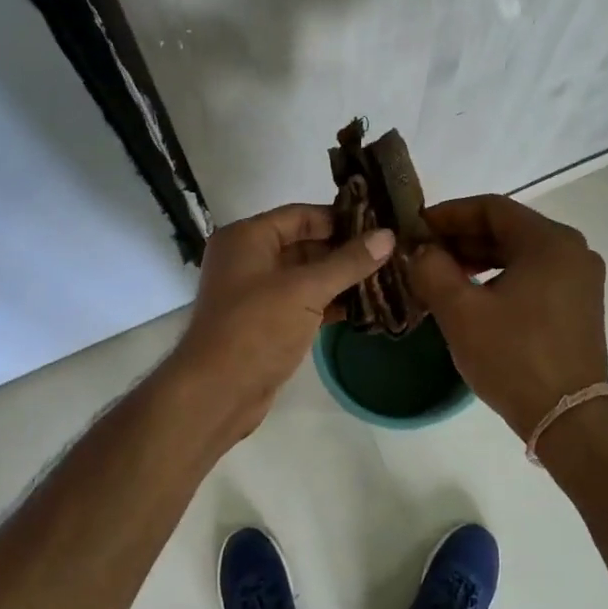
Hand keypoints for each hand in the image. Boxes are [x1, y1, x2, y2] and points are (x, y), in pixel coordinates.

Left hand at [173, 204, 393, 439]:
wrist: (217, 392)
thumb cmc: (256, 328)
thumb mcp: (306, 290)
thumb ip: (348, 262)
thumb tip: (387, 235)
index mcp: (247, 237)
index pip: (301, 216)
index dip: (340, 219)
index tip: (380, 224)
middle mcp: (248, 259)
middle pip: (304, 244)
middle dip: (345, 251)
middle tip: (390, 253)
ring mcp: (255, 293)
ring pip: (306, 277)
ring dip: (341, 279)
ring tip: (387, 278)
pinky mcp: (265, 323)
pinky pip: (302, 303)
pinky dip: (329, 304)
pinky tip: (365, 308)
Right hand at [408, 195, 607, 441]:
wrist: (567, 419)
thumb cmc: (513, 357)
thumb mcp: (460, 311)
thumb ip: (432, 269)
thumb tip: (421, 250)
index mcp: (550, 241)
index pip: (491, 207)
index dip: (448, 214)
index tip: (415, 228)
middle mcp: (572, 251)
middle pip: (507, 228)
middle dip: (461, 238)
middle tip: (422, 252)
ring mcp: (580, 279)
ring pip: (519, 253)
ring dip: (477, 258)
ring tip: (440, 275)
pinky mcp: (578, 305)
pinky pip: (532, 275)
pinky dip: (499, 277)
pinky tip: (471, 296)